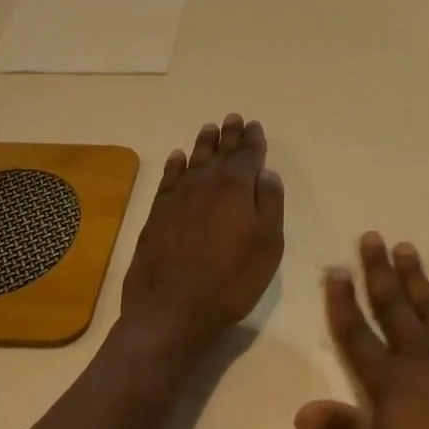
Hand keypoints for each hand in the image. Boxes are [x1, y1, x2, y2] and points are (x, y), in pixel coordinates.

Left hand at [119, 114, 284, 364]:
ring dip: (204, 144)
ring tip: (210, 129)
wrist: (171, 310)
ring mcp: (178, 197)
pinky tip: (177, 157)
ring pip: (193, 160)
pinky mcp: (157, 214)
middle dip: (229, 135)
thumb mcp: (267, 245)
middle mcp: (206, 184)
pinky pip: (168, 179)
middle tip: (233, 118)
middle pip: (220, 153)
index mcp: (237, 188)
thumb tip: (267, 174)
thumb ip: (270, 204)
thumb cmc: (230, 280)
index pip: (248, 156)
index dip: (253, 141)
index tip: (254, 126)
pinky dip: (174, 165)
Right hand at [295, 235, 428, 428]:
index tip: (336, 270)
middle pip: (393, 307)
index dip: (342, 303)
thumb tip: (301, 410)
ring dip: (415, 274)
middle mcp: (420, 358)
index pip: (357, 336)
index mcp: (390, 385)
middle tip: (371, 237)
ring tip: (404, 246)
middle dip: (379, 271)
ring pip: (428, 304)